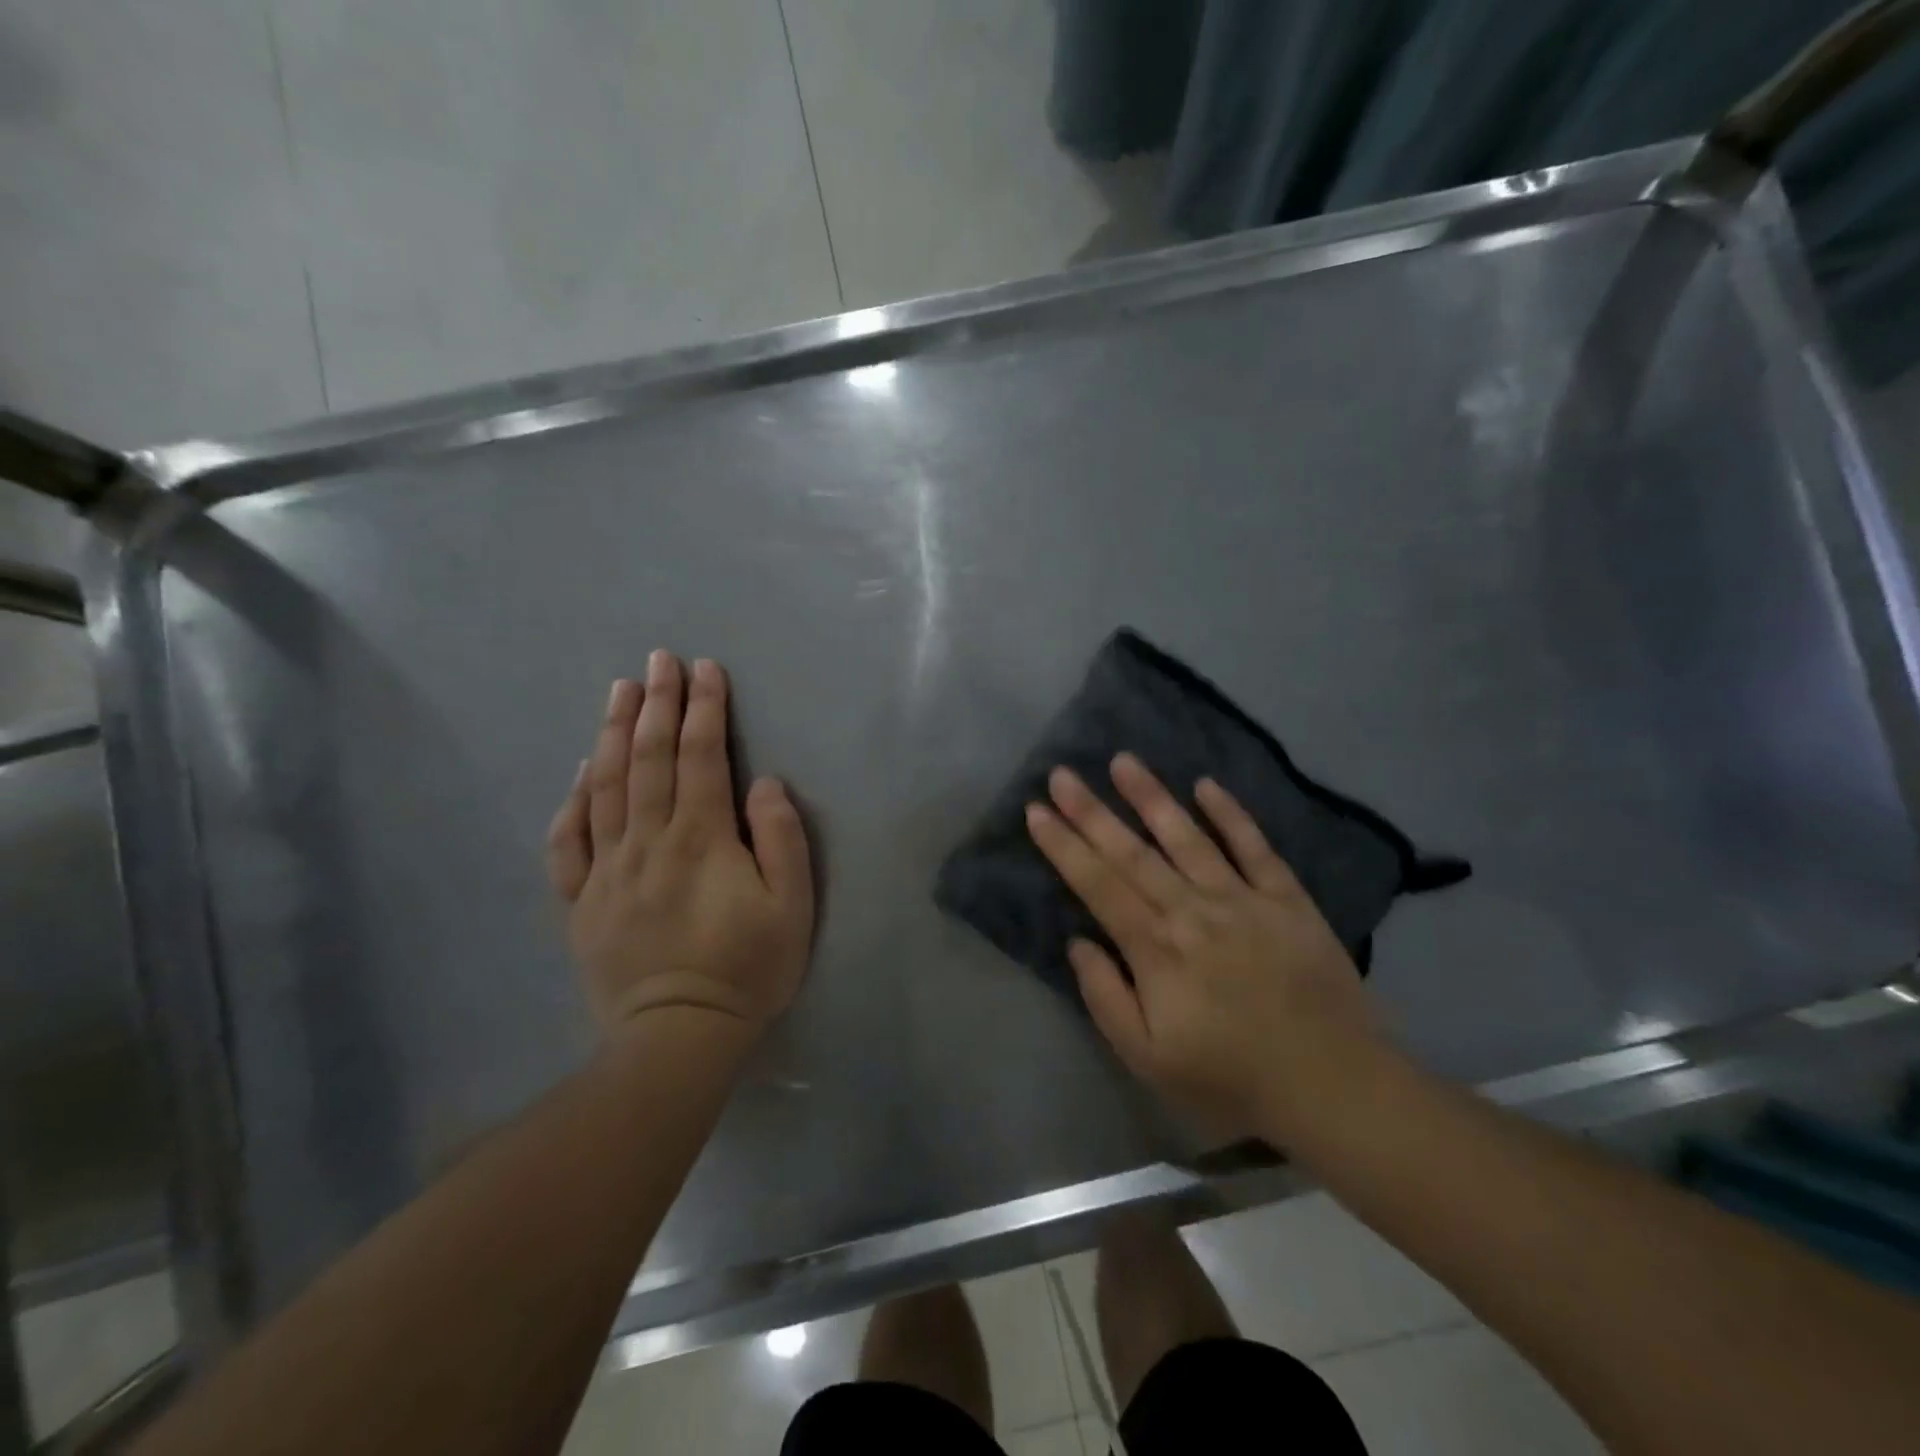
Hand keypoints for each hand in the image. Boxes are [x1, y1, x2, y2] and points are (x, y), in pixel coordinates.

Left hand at [546, 652, 813, 1038]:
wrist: (677, 1037)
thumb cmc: (747, 968)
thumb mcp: (791, 906)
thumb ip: (781, 838)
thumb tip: (762, 782)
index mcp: (700, 838)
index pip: (701, 757)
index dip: (704, 709)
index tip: (705, 669)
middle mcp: (647, 841)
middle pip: (649, 759)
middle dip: (658, 704)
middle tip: (659, 660)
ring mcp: (607, 870)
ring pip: (606, 787)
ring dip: (615, 733)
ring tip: (620, 691)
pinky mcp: (582, 901)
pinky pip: (568, 841)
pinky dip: (573, 800)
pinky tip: (582, 772)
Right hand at [1025, 754, 1389, 1140]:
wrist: (1333, 1086)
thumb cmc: (1230, 1078)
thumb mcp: (1148, 1059)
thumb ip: (1106, 997)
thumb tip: (1078, 942)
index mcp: (1156, 949)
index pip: (1098, 885)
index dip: (1064, 846)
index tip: (1036, 811)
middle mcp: (1193, 911)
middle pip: (1132, 853)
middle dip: (1091, 811)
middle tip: (1061, 774)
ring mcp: (1243, 899)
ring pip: (1187, 838)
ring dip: (1152, 797)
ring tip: (1123, 761)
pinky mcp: (1287, 899)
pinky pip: (1255, 847)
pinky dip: (1231, 815)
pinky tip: (1206, 785)